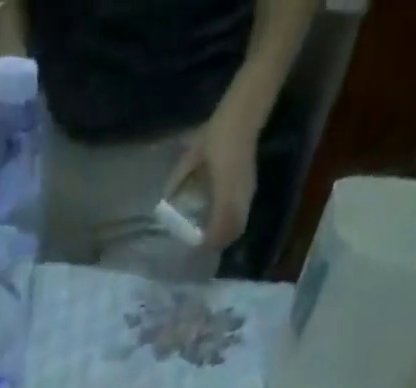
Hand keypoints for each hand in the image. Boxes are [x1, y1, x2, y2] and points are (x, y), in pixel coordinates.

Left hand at [166, 105, 260, 251]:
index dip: (207, 241)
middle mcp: (238, 195)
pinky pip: (242, 216)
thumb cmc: (217, 134)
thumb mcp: (192, 156)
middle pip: (230, 232)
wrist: (243, 113)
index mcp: (224, 189)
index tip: (194, 246)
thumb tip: (165, 200)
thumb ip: (179, 178)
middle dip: (215, 243)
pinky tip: (219, 223)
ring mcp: (247, 193)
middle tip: (200, 246)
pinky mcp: (250, 189)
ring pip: (238, 226)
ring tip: (208, 238)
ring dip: (224, 236)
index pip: (218, 227)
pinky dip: (231, 226)